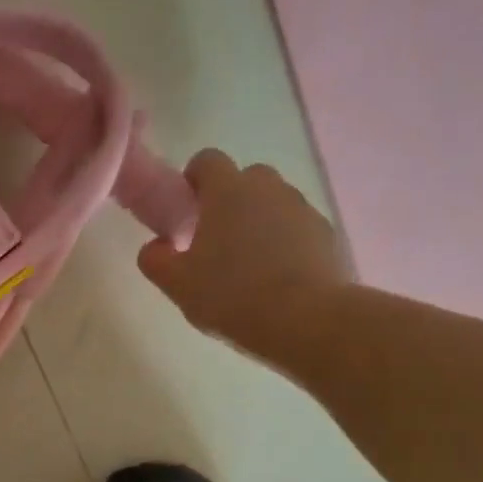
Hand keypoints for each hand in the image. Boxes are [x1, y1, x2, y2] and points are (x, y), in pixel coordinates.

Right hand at [137, 150, 351, 360]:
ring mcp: (302, 209)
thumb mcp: (177, 284)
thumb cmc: (231, 295)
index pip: (207, 160)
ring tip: (247, 265)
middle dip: (229, 201)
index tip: (186, 209)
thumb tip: (155, 246)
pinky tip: (276, 279)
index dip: (193, 180)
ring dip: (258, 222)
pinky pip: (297, 229)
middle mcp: (268, 189)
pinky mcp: (327, 235)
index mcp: (228, 191)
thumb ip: (155, 259)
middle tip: (214, 241)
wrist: (307, 320)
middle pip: (245, 179)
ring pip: (273, 204)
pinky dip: (285, 243)